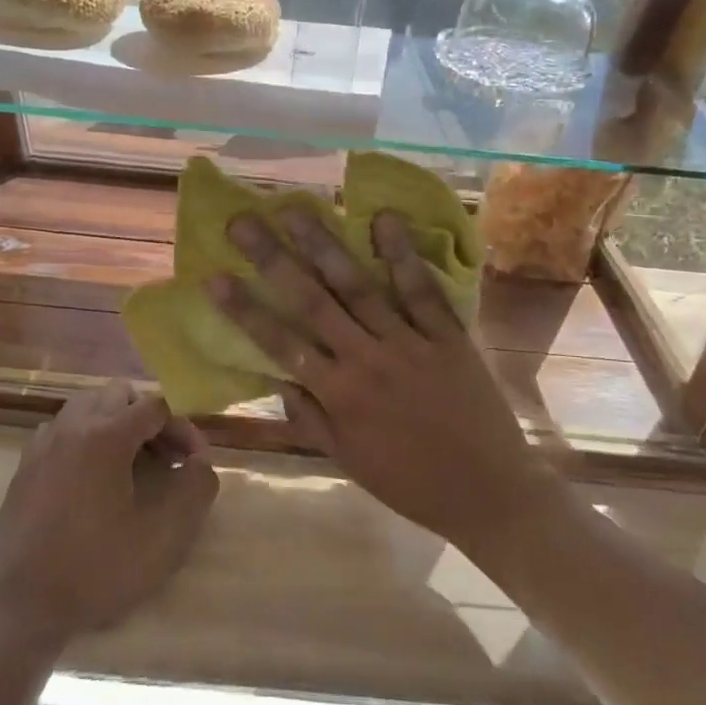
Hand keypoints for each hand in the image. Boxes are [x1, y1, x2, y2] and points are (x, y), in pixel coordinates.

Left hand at [0, 381, 217, 649]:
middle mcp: (73, 426)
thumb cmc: (96, 569)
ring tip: (131, 465)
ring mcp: (44, 443)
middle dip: (149, 418)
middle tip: (165, 458)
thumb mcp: (163, 536)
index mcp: (106, 435)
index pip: (156, 406)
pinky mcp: (25, 465)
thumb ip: (195, 489)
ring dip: (116, 423)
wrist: (20, 607)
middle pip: (120, 395)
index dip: (183, 428)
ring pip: (88, 405)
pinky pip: (63, 429)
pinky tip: (93, 479)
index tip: (194, 463)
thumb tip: (201, 464)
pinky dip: (85, 437)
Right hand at [208, 208, 551, 556]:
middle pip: (312, 301)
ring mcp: (409, 344)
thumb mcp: (350, 461)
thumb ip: (310, 419)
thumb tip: (276, 379)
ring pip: (359, 287)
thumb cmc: (412, 483)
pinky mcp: (448, 337)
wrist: (491, 494)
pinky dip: (402, 255)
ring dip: (325, 246)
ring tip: (297, 210)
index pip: (281, 345)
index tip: (214, 277)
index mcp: (340, 396)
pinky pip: (422, 291)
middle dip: (274, 259)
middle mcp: (367, 360)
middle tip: (243, 222)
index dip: (245, 310)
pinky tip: (384, 219)